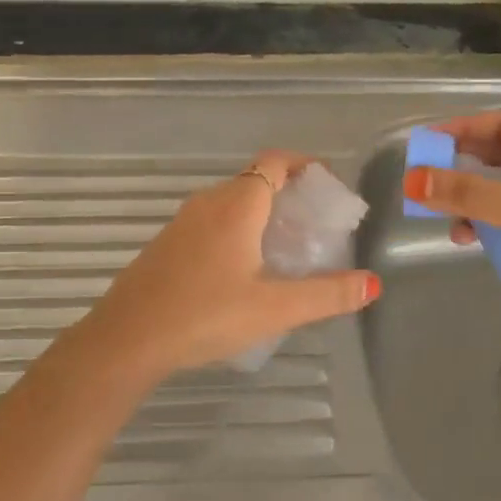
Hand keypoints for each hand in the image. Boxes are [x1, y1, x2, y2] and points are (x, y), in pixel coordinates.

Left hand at [82, 151, 381, 380]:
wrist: (128, 338)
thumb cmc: (205, 315)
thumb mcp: (274, 308)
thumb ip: (326, 295)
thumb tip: (372, 283)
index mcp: (237, 206)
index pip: (275, 162)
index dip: (304, 164)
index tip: (328, 185)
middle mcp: (208, 204)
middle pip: (255, 181)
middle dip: (288, 194)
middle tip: (315, 226)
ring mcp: (182, 223)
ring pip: (231, 203)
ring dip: (261, 214)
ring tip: (286, 249)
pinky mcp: (167, 245)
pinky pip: (211, 223)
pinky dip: (236, 231)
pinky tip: (243, 271)